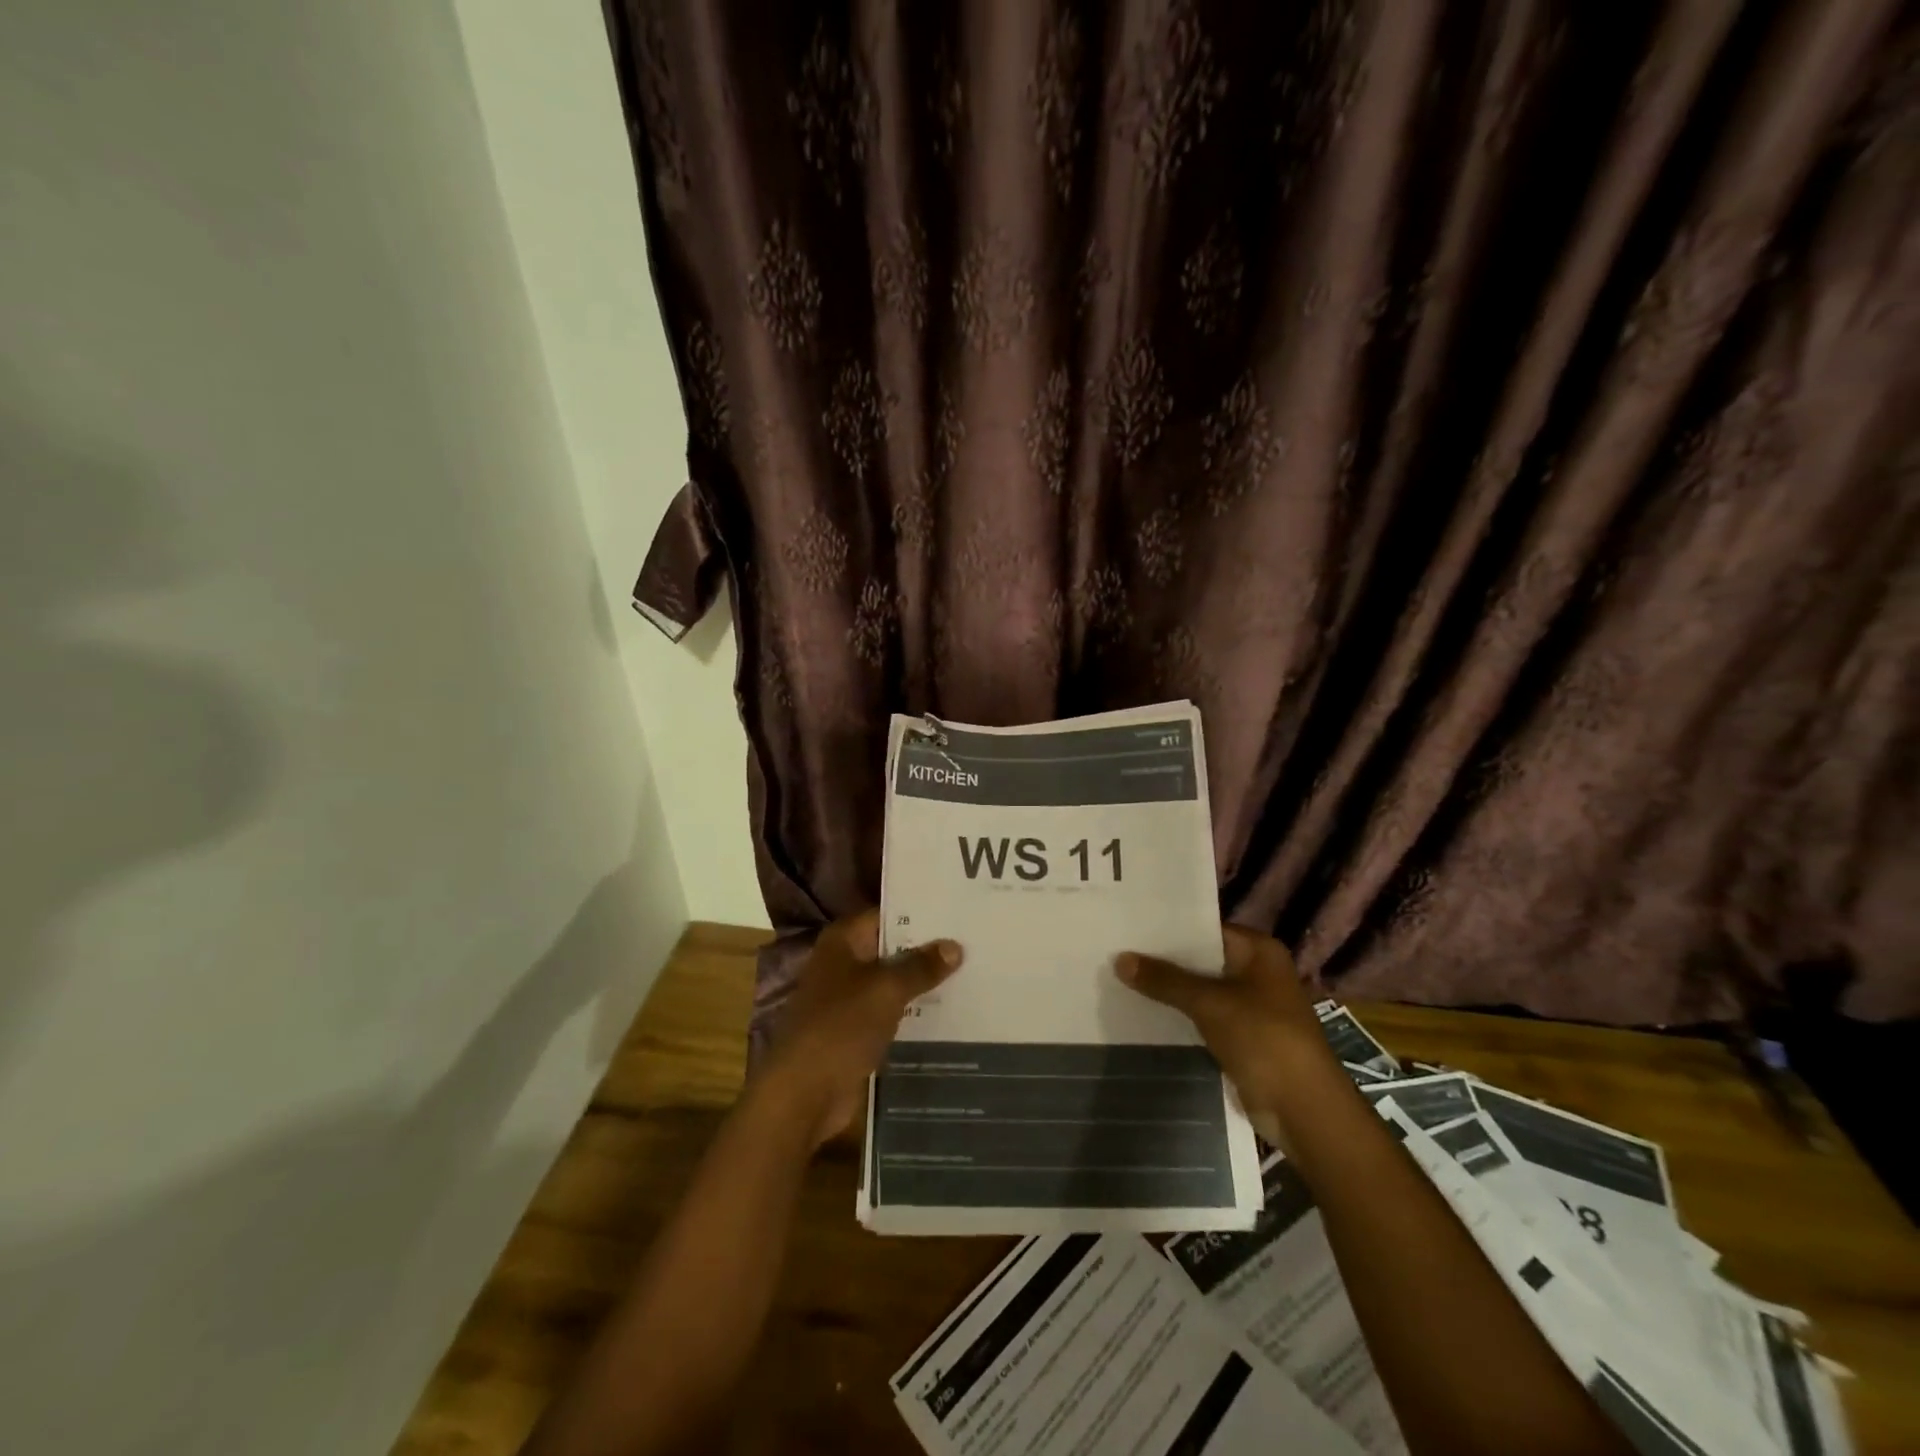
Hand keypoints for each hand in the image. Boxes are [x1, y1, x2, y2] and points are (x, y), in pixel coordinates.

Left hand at [758, 910, 963, 1149]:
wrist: (804, 1094)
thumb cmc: (841, 1027)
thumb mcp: (887, 990)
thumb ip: (921, 966)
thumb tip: (955, 946)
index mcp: (842, 942)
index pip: (886, 915)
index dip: (920, 913)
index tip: (956, 911)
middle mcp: (843, 964)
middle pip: (890, 948)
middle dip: (926, 949)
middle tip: (972, 941)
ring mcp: (849, 999)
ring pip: (893, 982)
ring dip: (922, 982)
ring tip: (970, 972)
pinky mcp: (857, 1031)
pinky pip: (892, 1012)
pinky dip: (914, 1011)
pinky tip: (950, 1010)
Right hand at [1115, 925, 1335, 1150]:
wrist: (1304, 1110)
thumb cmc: (1264, 1039)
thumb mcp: (1210, 1003)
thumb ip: (1165, 980)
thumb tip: (1120, 958)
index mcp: (1259, 951)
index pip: (1205, 928)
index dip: (1168, 928)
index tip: (1129, 926)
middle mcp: (1256, 972)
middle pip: (1201, 959)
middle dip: (1164, 960)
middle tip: (1117, 949)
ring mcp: (1250, 1005)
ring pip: (1200, 989)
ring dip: (1169, 989)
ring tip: (1120, 977)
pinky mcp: (1242, 1035)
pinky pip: (1203, 1016)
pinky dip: (1179, 1014)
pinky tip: (1143, 1010)